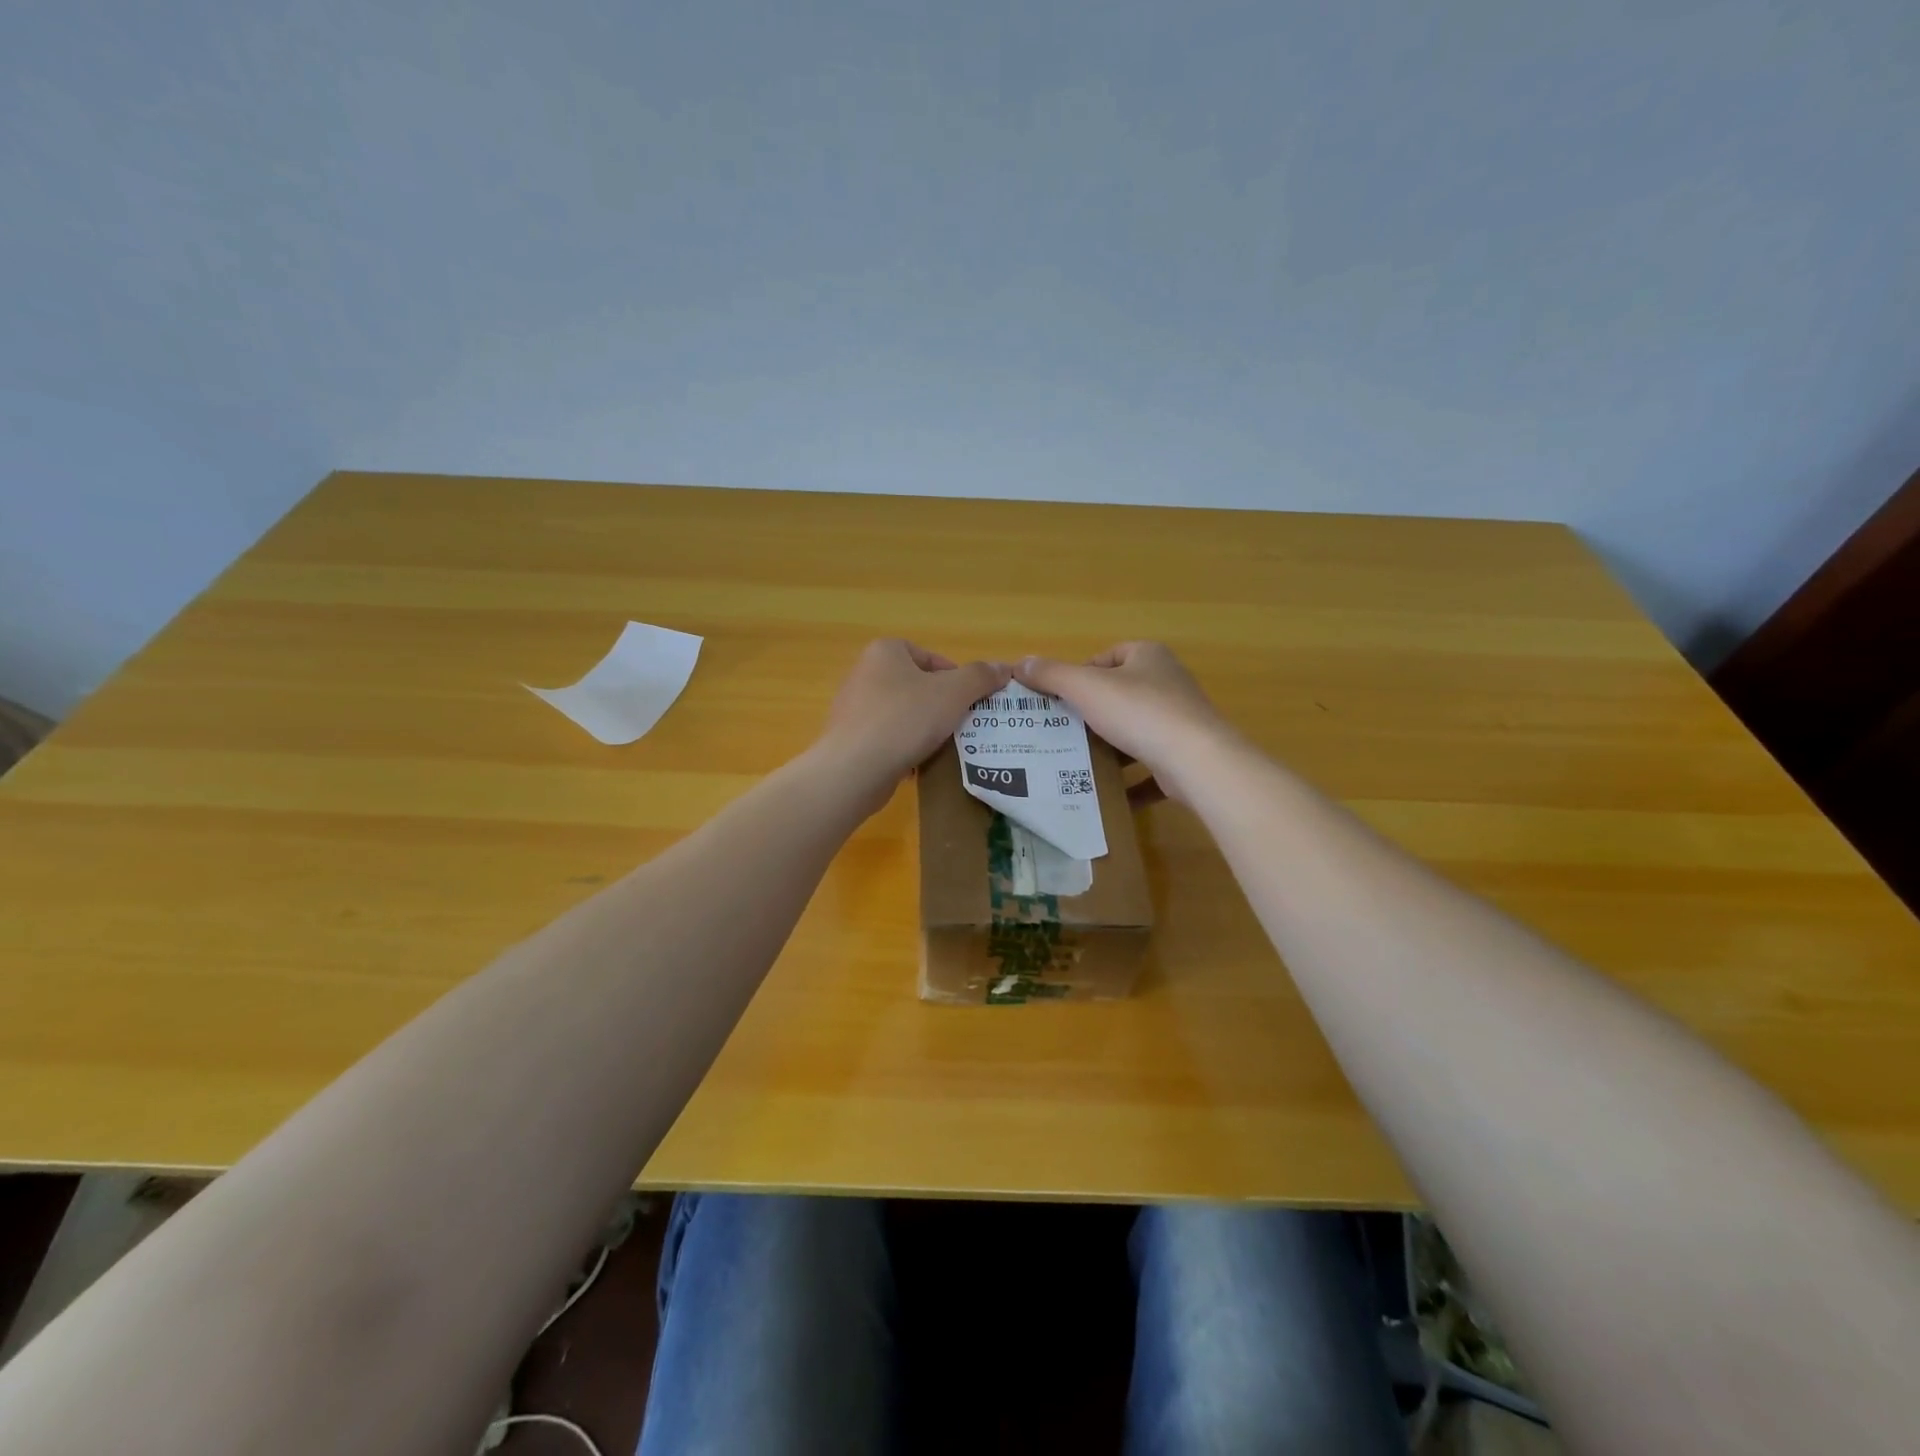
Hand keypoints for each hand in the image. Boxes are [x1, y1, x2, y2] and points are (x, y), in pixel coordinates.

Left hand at [820, 639, 1010, 793]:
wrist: (855, 769)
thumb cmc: (905, 719)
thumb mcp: (954, 693)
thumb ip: (981, 677)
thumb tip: (1004, 668)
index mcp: (885, 651)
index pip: (932, 658)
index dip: (957, 679)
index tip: (970, 703)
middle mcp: (864, 673)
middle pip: (918, 686)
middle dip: (942, 706)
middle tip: (962, 726)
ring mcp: (853, 707)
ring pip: (904, 714)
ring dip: (925, 729)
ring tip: (943, 747)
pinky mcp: (850, 739)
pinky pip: (888, 738)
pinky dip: (905, 748)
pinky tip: (918, 764)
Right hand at [1016, 642, 1236, 804]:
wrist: (1196, 760)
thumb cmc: (1138, 712)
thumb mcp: (1085, 687)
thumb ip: (1052, 675)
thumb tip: (1021, 663)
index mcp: (1148, 657)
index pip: (1109, 657)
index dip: (1082, 674)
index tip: (1060, 699)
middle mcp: (1169, 683)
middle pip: (1121, 694)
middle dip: (1092, 713)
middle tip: (1062, 731)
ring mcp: (1181, 721)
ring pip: (1136, 731)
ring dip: (1111, 747)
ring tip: (1078, 761)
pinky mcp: (1187, 755)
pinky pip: (1151, 766)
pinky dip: (1131, 780)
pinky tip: (1109, 794)